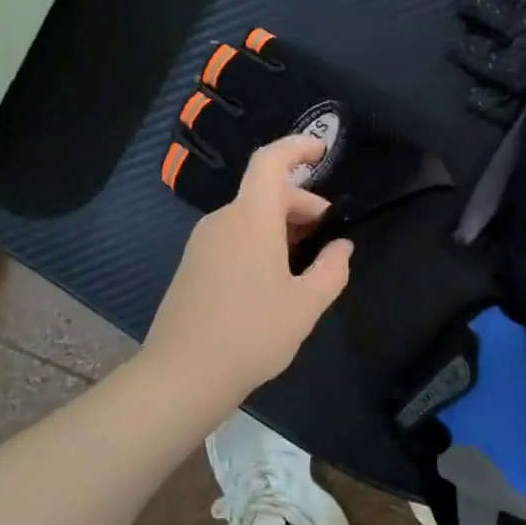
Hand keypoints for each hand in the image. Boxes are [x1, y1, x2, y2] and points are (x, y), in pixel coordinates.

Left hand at [143, 136, 352, 397]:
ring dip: (283, 228)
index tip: (323, 151)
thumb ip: (332, 269)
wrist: (183, 375)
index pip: (270, 162)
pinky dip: (262, 243)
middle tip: (329, 239)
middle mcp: (222, 222)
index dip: (297, 148)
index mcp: (251, 220)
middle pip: (266, 193)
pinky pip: (234, 237)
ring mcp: (202, 243)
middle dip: (303, 206)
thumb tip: (342, 247)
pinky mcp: (193, 265)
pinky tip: (275, 280)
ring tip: (306, 264)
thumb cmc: (252, 334)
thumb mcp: (306, 305)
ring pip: (251, 217)